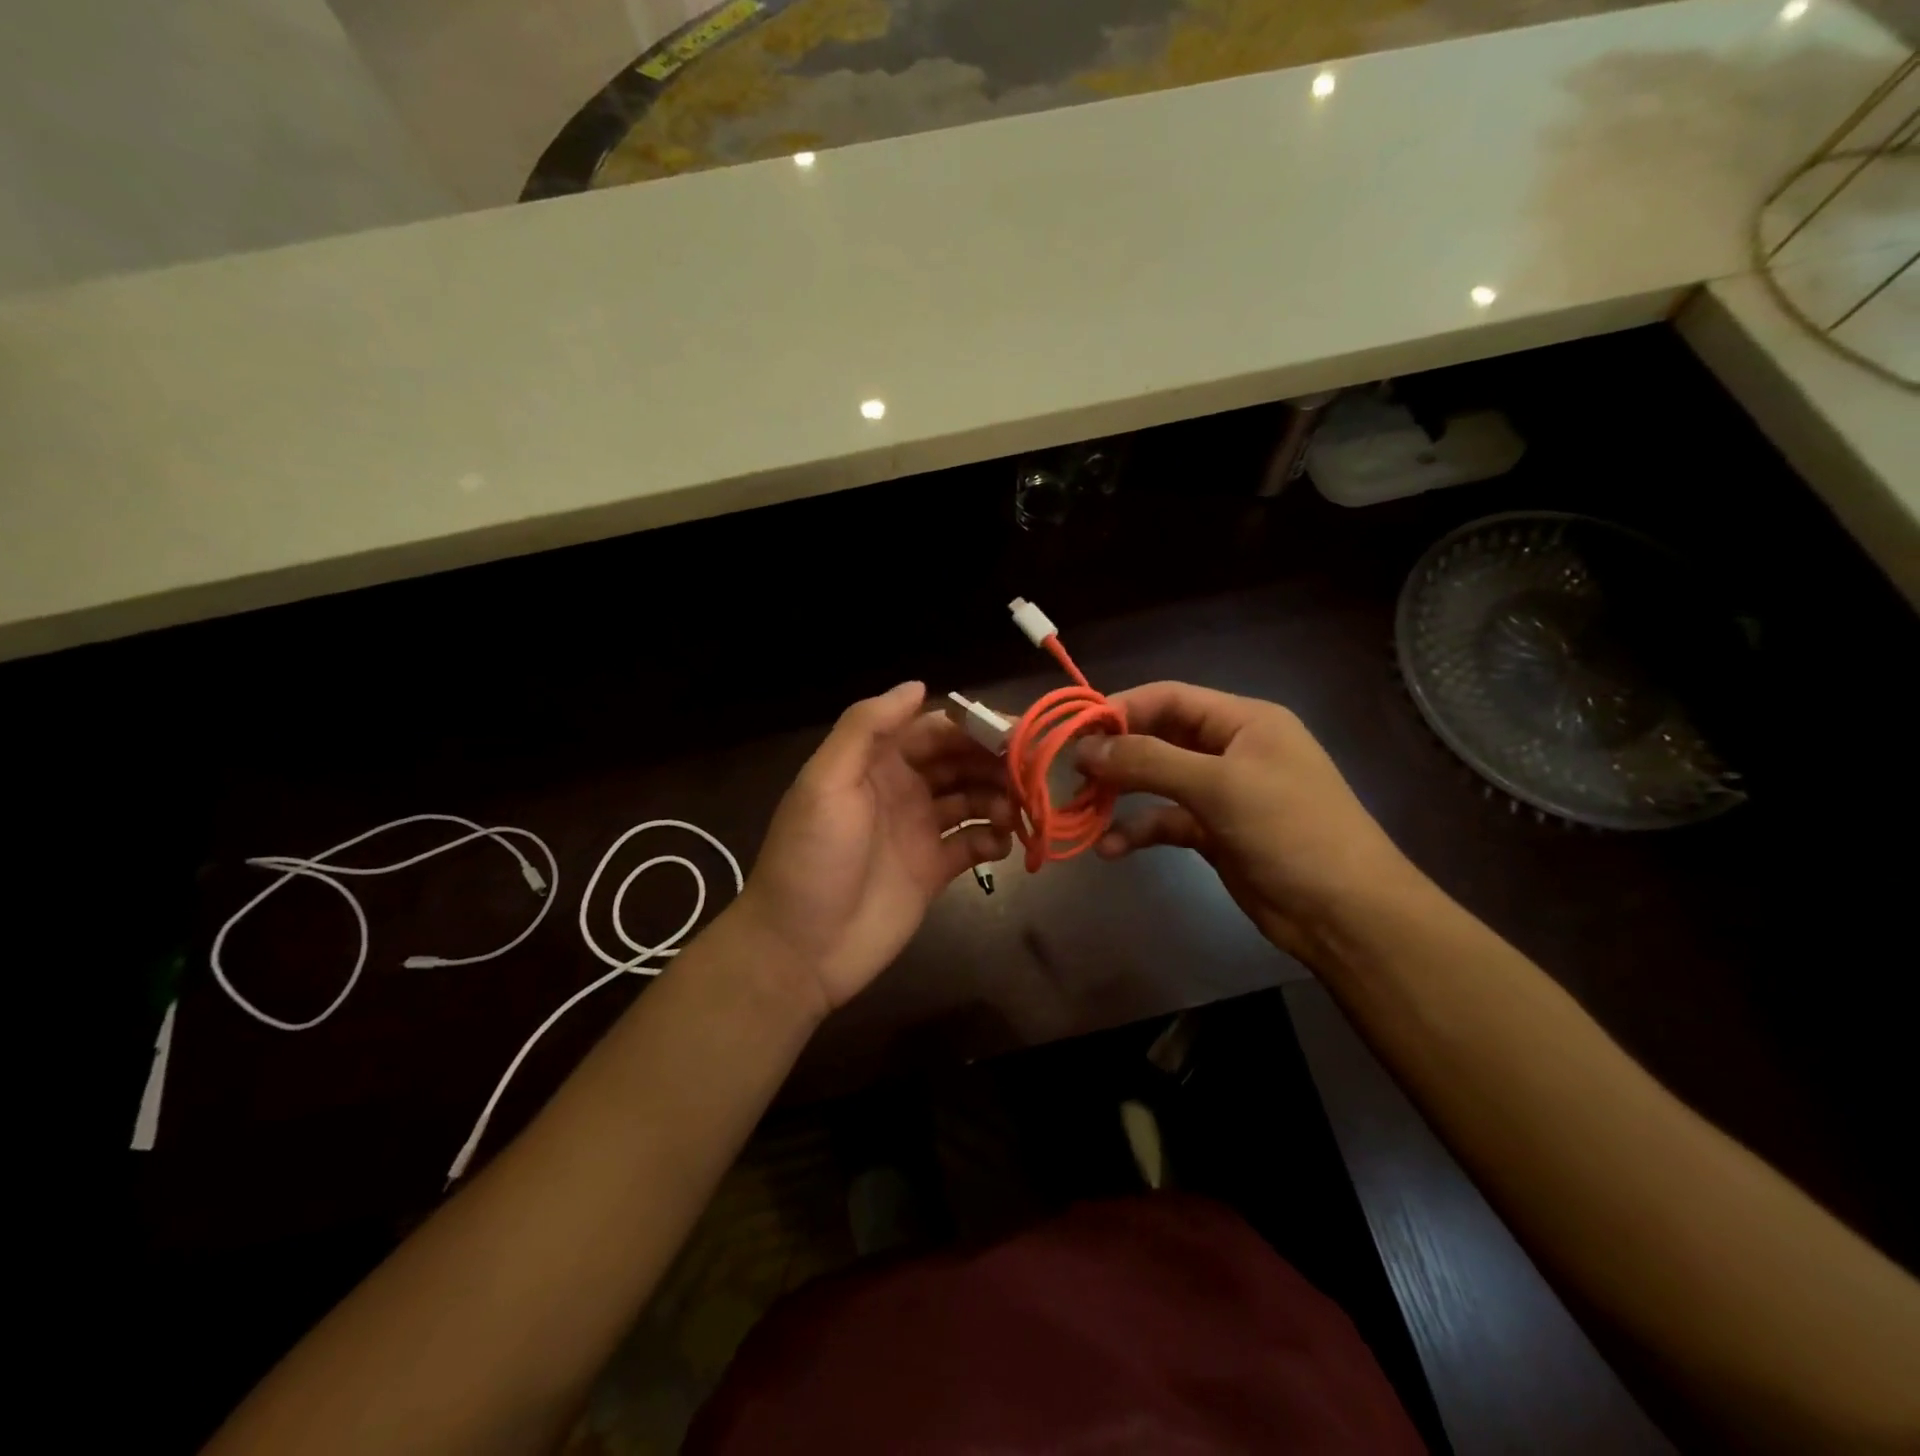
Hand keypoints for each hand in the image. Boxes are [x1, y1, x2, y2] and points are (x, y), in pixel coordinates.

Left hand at [734, 682, 1013, 1013]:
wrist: (800, 949)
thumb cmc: (813, 857)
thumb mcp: (827, 781)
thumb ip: (866, 727)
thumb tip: (918, 685)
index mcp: (876, 762)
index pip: (934, 729)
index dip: (973, 726)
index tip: (1014, 731)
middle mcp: (901, 789)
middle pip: (959, 761)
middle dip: (994, 761)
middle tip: (1029, 773)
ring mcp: (919, 830)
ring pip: (972, 798)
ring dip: (998, 798)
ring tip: (1013, 812)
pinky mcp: (934, 871)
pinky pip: (972, 843)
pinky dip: (992, 839)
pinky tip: (1000, 844)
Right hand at [1076, 681, 1423, 963]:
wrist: (1345, 913)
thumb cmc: (1290, 830)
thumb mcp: (1219, 786)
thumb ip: (1149, 761)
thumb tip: (1085, 748)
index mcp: (1243, 721)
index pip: (1169, 698)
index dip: (1121, 708)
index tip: (1076, 731)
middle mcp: (1230, 749)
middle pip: (1159, 737)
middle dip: (1116, 753)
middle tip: (1072, 772)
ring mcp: (1222, 793)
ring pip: (1157, 781)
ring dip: (1120, 793)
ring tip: (1081, 808)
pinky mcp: (1214, 833)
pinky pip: (1166, 821)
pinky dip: (1138, 830)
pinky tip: (1110, 849)